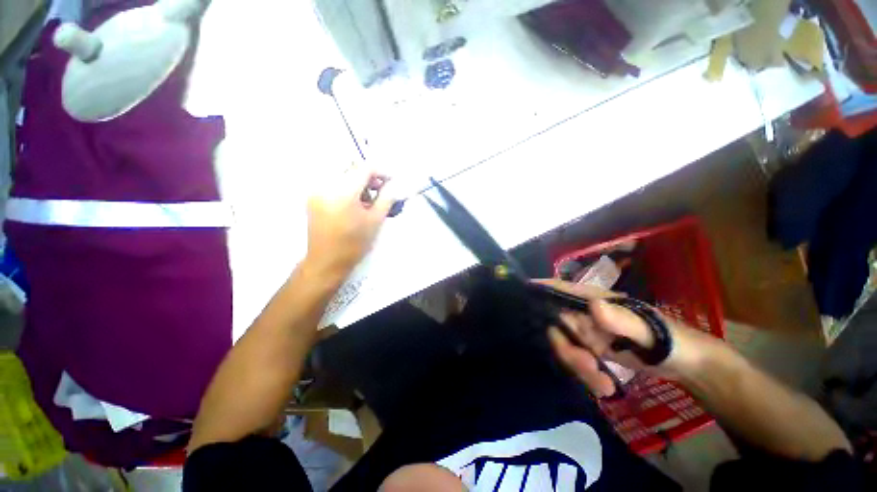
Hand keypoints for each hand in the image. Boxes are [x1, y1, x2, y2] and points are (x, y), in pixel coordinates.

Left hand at [304, 166, 395, 280]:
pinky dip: (347, 187)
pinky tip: (354, 203)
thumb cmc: (354, 243)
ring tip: (368, 199)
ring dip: (358, 181)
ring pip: (343, 174)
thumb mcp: (376, 221)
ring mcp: (317, 190)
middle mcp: (326, 185)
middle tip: (381, 190)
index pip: (365, 168)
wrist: (326, 261)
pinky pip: (333, 182)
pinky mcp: (313, 197)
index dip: (382, 172)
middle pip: (352, 168)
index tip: (391, 182)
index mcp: (343, 191)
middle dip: (370, 176)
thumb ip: (386, 198)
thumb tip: (393, 184)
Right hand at [538, 279, 703, 396]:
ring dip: (578, 367)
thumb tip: (592, 305)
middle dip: (566, 349)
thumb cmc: (673, 340)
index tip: (522, 294)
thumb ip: (623, 320)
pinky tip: (603, 387)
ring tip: (602, 385)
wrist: (688, 366)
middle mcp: (585, 313)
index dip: (540, 289)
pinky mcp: (591, 349)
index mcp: (596, 299)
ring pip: (564, 345)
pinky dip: (585, 375)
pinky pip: (575, 359)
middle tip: (588, 369)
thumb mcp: (652, 332)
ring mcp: (587, 332)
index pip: (561, 288)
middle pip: (557, 324)